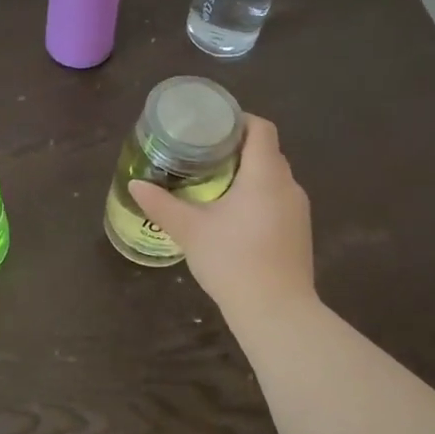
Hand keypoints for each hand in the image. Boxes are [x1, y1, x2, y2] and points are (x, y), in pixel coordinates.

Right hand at [130, 115, 315, 318]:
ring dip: (247, 175)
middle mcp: (289, 186)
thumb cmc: (233, 260)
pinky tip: (233, 216)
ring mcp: (298, 211)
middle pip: (266, 152)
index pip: (261, 129)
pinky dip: (257, 197)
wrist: (276, 312)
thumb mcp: (190, 230)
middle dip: (236, 149)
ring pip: (273, 179)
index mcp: (265, 174)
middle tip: (202, 154)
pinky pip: (278, 201)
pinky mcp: (299, 233)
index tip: (210, 127)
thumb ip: (162, 203)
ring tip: (213, 182)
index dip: (237, 121)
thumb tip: (135, 184)